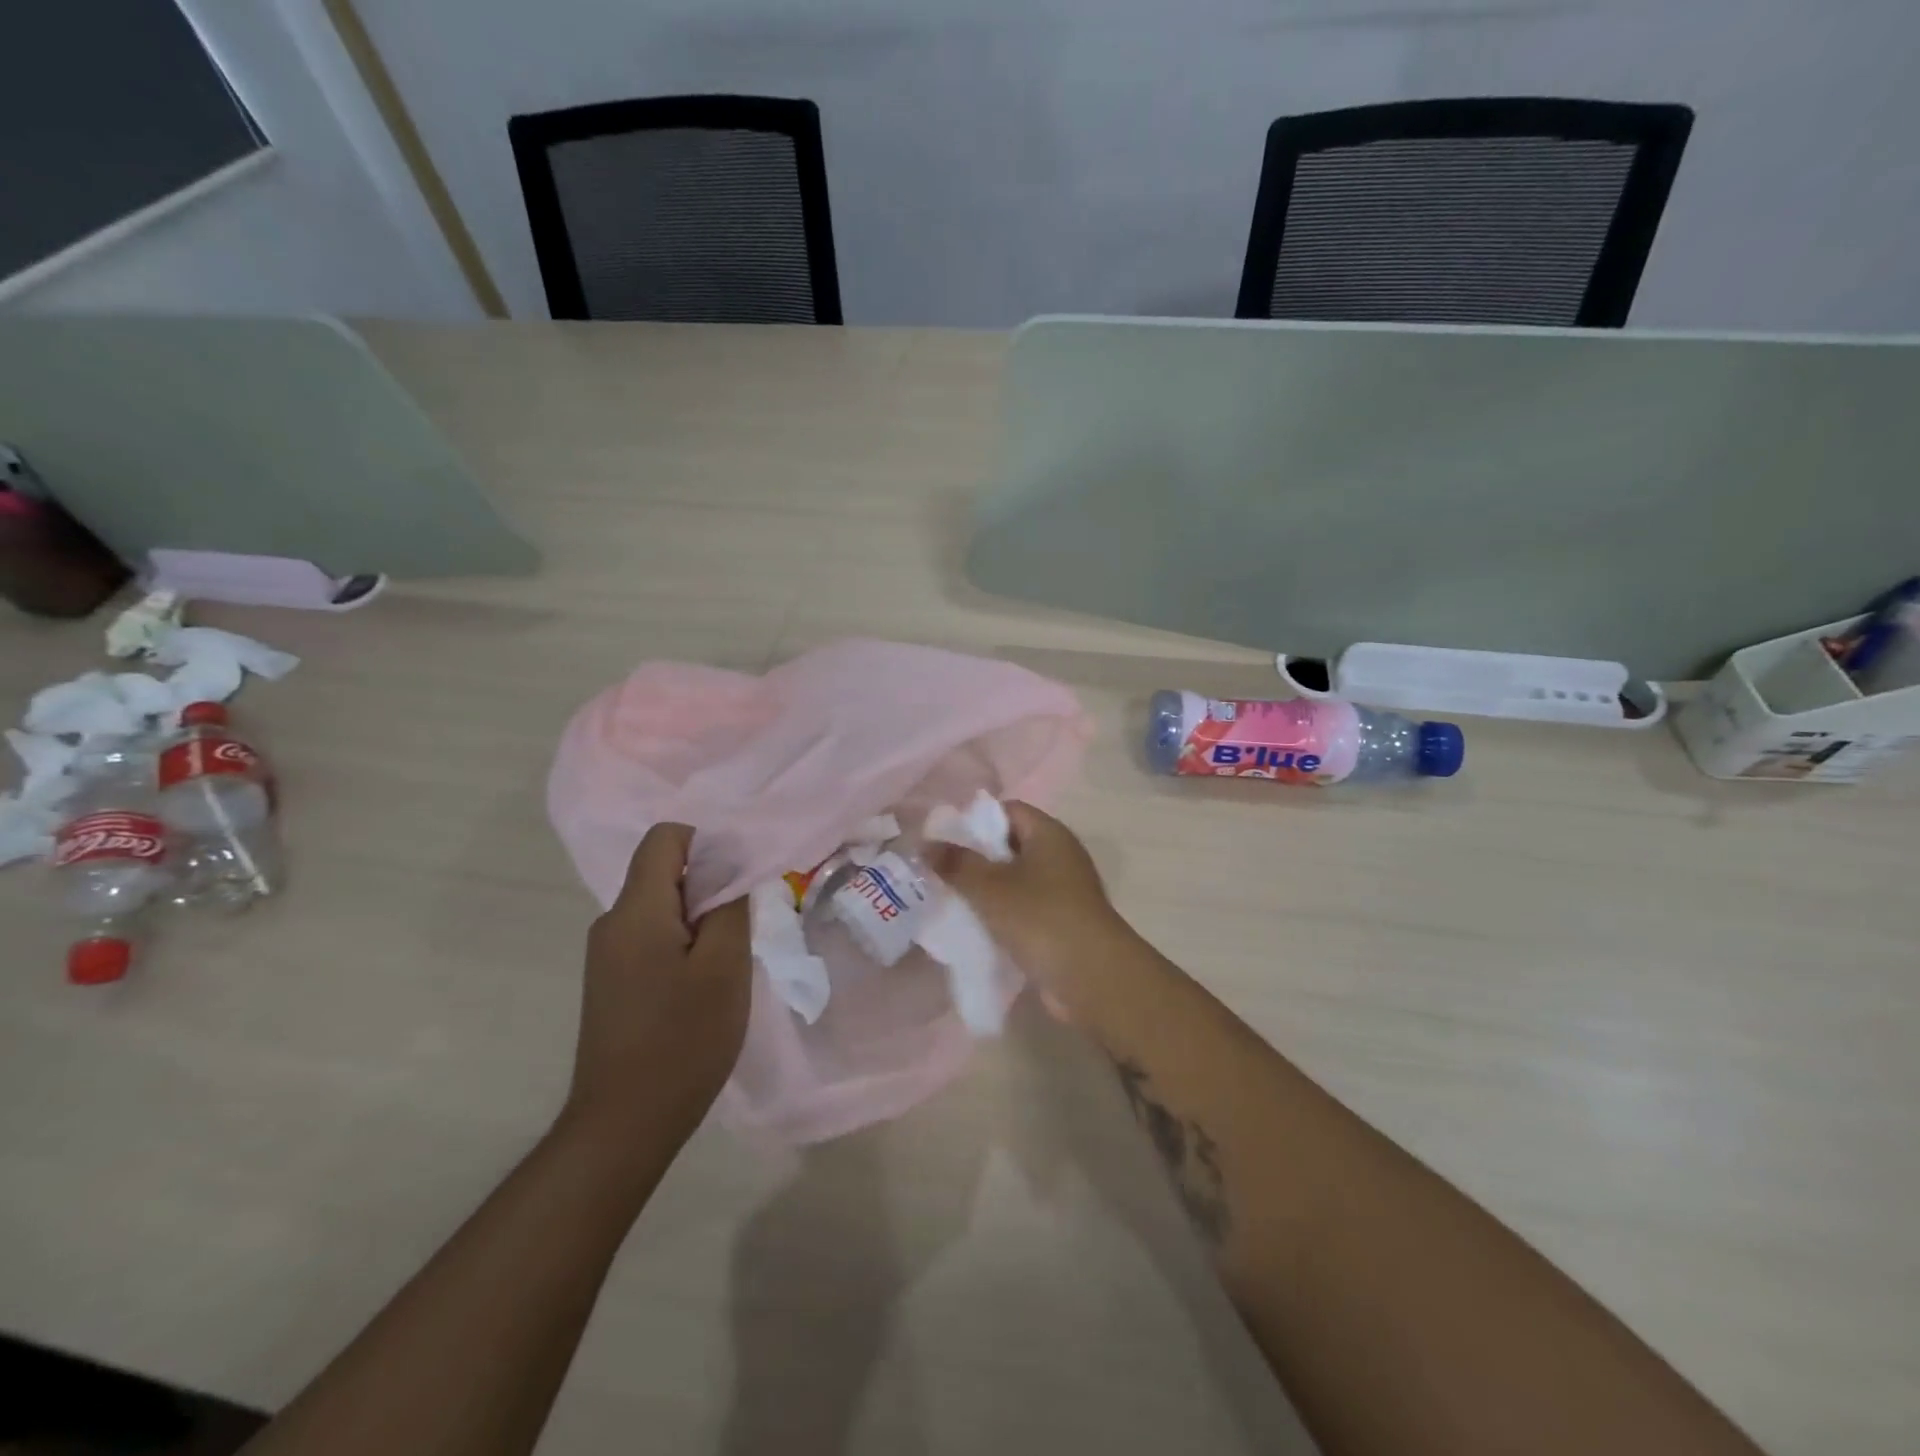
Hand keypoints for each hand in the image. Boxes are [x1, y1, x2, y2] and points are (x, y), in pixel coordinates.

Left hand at [562, 824, 751, 1144]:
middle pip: (663, 873)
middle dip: (709, 887)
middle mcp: (612, 923)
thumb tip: (733, 867)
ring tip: (727, 963)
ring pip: (660, 908)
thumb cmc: (682, 1040)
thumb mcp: (724, 967)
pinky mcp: (611, 982)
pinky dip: (683, 945)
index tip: (739, 879)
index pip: (664, 838)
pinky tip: (702, 987)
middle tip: (743, 926)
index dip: (706, 844)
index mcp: (635, 911)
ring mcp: (607, 956)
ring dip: (699, 920)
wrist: (624, 1124)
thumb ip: (731, 905)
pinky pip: (652, 938)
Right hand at [931, 802, 1136, 1017]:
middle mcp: (1060, 855)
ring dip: (988, 889)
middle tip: (941, 872)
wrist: (1092, 977)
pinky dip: (1003, 914)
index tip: (945, 841)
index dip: (975, 820)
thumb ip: (956, 864)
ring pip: (1016, 879)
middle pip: (1010, 844)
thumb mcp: (990, 888)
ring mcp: (1064, 890)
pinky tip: (977, 927)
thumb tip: (925, 844)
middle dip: (976, 858)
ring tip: (952, 900)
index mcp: (1049, 834)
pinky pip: (1025, 907)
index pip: (1008, 810)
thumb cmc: (1040, 918)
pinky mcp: (1063, 922)